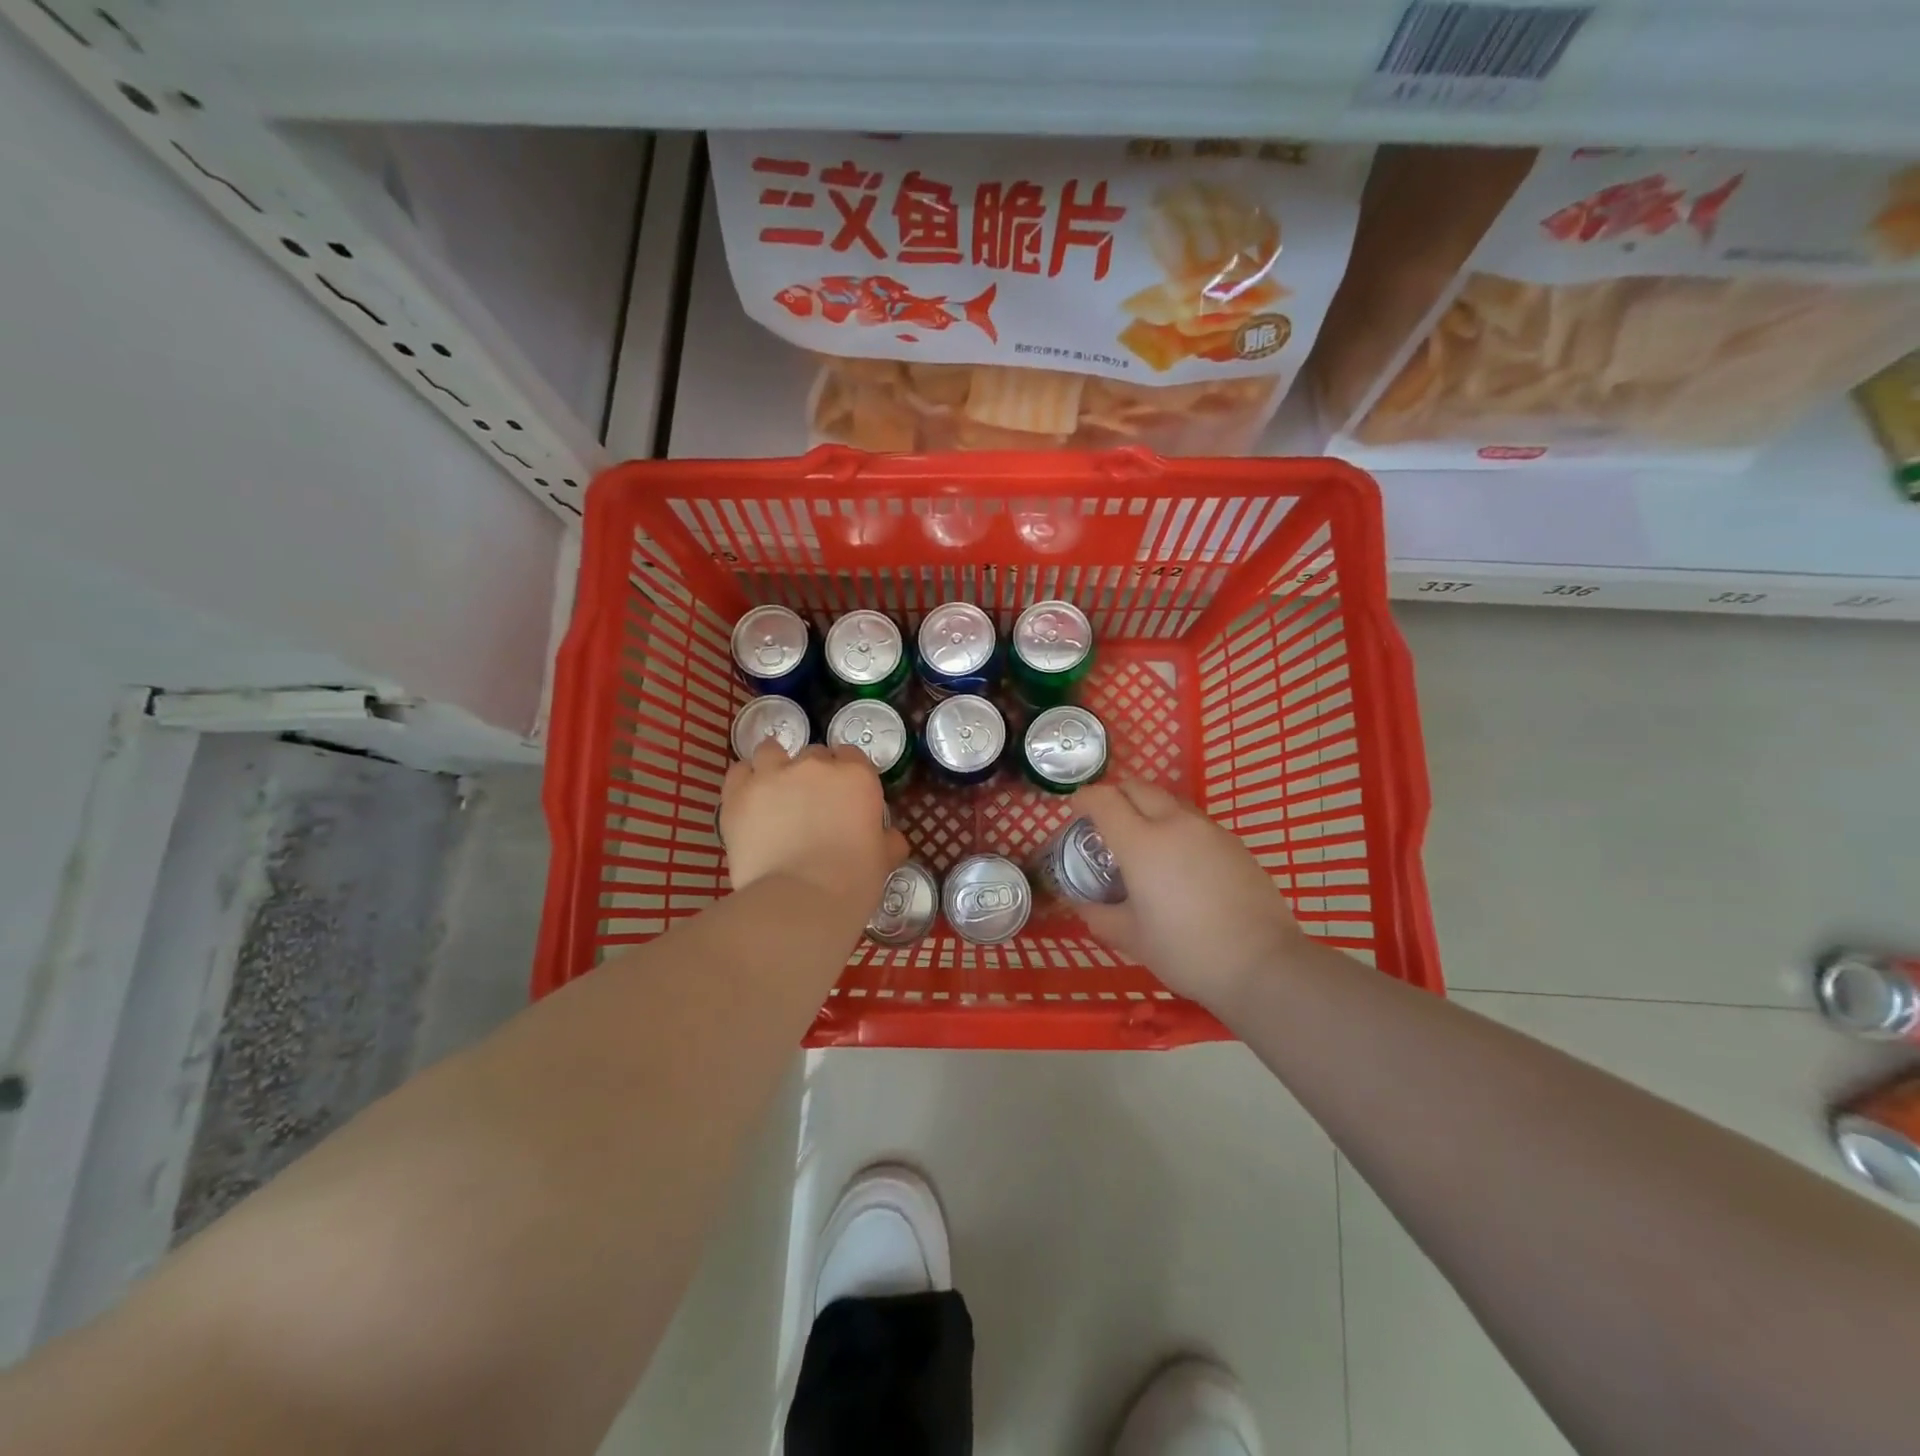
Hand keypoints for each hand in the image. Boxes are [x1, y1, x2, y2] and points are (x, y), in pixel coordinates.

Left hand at [720, 740, 906, 905]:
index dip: (847, 775)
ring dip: (775, 766)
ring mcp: (774, 775)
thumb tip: (891, 838)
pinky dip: (745, 781)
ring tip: (774, 792)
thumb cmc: (852, 882)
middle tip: (811, 805)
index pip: (852, 756)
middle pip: (814, 754)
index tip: (843, 797)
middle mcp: (815, 765)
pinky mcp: (739, 793)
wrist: (800, 900)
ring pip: (772, 751)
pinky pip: (739, 772)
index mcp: (856, 777)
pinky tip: (749, 799)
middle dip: (813, 774)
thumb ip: (887, 841)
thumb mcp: (883, 861)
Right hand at [1075, 780, 1305, 1011]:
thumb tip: (1083, 905)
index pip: (1104, 800)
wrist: (1262, 964)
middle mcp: (1175, 824)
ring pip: (1170, 802)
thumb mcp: (1132, 939)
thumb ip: (1100, 916)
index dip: (1084, 799)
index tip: (1075, 811)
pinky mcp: (1235, 844)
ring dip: (1149, 809)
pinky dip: (1177, 829)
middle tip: (1106, 821)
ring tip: (1144, 842)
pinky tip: (1180, 864)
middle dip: (1116, 795)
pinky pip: (1196, 823)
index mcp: (1141, 843)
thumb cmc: (1187, 951)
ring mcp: (1210, 831)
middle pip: (1138, 788)